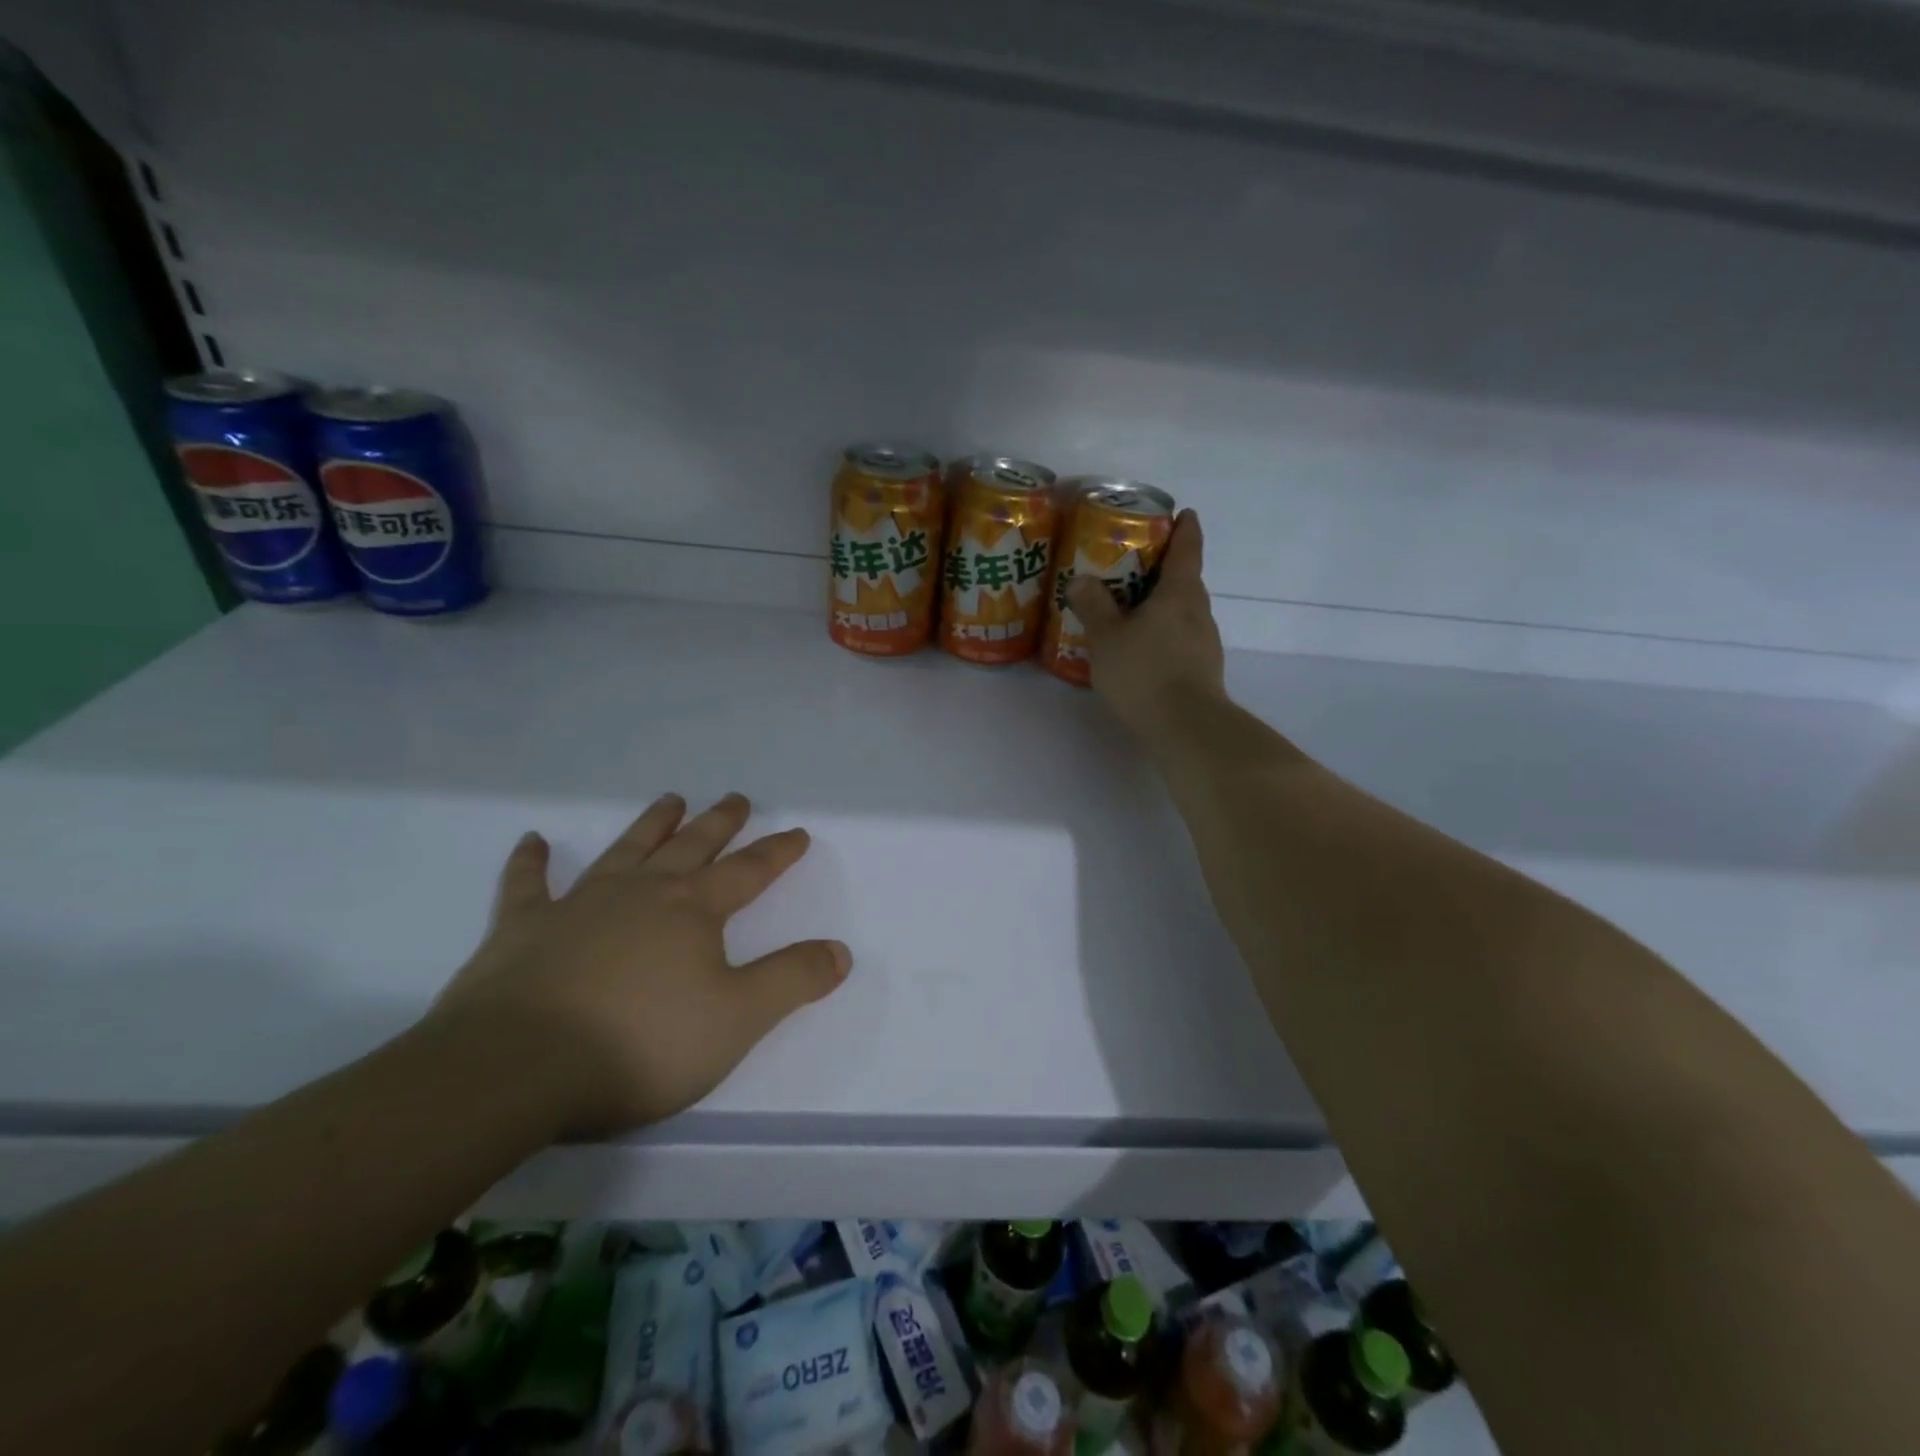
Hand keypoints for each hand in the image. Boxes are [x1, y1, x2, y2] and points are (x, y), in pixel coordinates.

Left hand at [425, 793, 850, 1133]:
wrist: (517, 1068)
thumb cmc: (642, 1043)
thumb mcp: (738, 1019)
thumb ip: (792, 980)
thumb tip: (840, 951)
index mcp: (693, 910)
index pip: (748, 872)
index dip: (777, 852)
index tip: (797, 832)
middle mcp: (642, 893)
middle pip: (691, 847)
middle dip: (719, 823)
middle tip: (736, 798)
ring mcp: (579, 905)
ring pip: (626, 851)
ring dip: (651, 824)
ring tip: (670, 800)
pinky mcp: (522, 929)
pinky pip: (528, 885)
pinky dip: (530, 862)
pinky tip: (533, 841)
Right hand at [1066, 508, 1226, 739]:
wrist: (1186, 727)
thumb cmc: (1145, 671)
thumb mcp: (1107, 637)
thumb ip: (1094, 606)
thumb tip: (1082, 579)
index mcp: (1179, 592)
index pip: (1187, 548)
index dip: (1185, 528)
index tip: (1182, 514)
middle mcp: (1199, 611)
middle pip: (1186, 580)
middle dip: (1165, 569)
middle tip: (1135, 566)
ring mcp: (1204, 642)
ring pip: (1183, 611)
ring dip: (1163, 605)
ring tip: (1132, 610)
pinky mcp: (1202, 669)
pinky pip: (1181, 638)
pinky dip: (1164, 633)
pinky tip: (1142, 649)